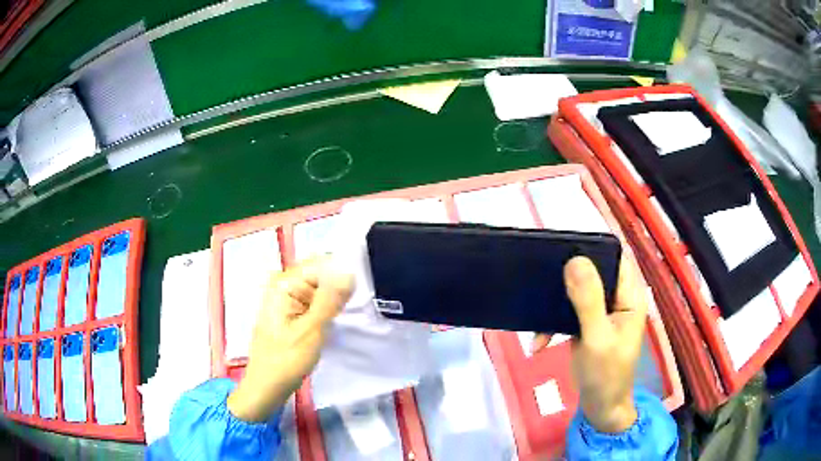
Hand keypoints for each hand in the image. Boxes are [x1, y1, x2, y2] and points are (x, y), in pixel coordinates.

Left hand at [227, 258, 353, 421]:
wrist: (266, 387)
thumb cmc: (285, 361)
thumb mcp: (311, 330)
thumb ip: (330, 300)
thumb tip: (349, 271)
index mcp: (284, 283)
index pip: (322, 263)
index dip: (345, 272)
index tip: (366, 287)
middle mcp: (283, 284)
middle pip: (320, 274)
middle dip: (341, 285)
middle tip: (364, 301)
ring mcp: (286, 298)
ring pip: (319, 288)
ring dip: (336, 298)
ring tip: (356, 310)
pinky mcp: (291, 312)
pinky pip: (314, 301)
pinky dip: (328, 307)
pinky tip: (340, 318)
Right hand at [533, 256, 647, 432]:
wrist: (599, 407)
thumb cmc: (605, 375)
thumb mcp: (597, 339)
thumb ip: (588, 301)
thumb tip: (574, 260)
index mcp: (629, 296)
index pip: (613, 258)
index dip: (591, 249)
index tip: (560, 249)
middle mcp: (617, 298)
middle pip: (592, 272)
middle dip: (566, 278)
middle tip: (540, 282)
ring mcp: (601, 311)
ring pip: (576, 291)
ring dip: (554, 305)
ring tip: (536, 317)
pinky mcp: (586, 323)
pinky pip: (566, 312)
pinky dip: (551, 324)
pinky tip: (538, 342)